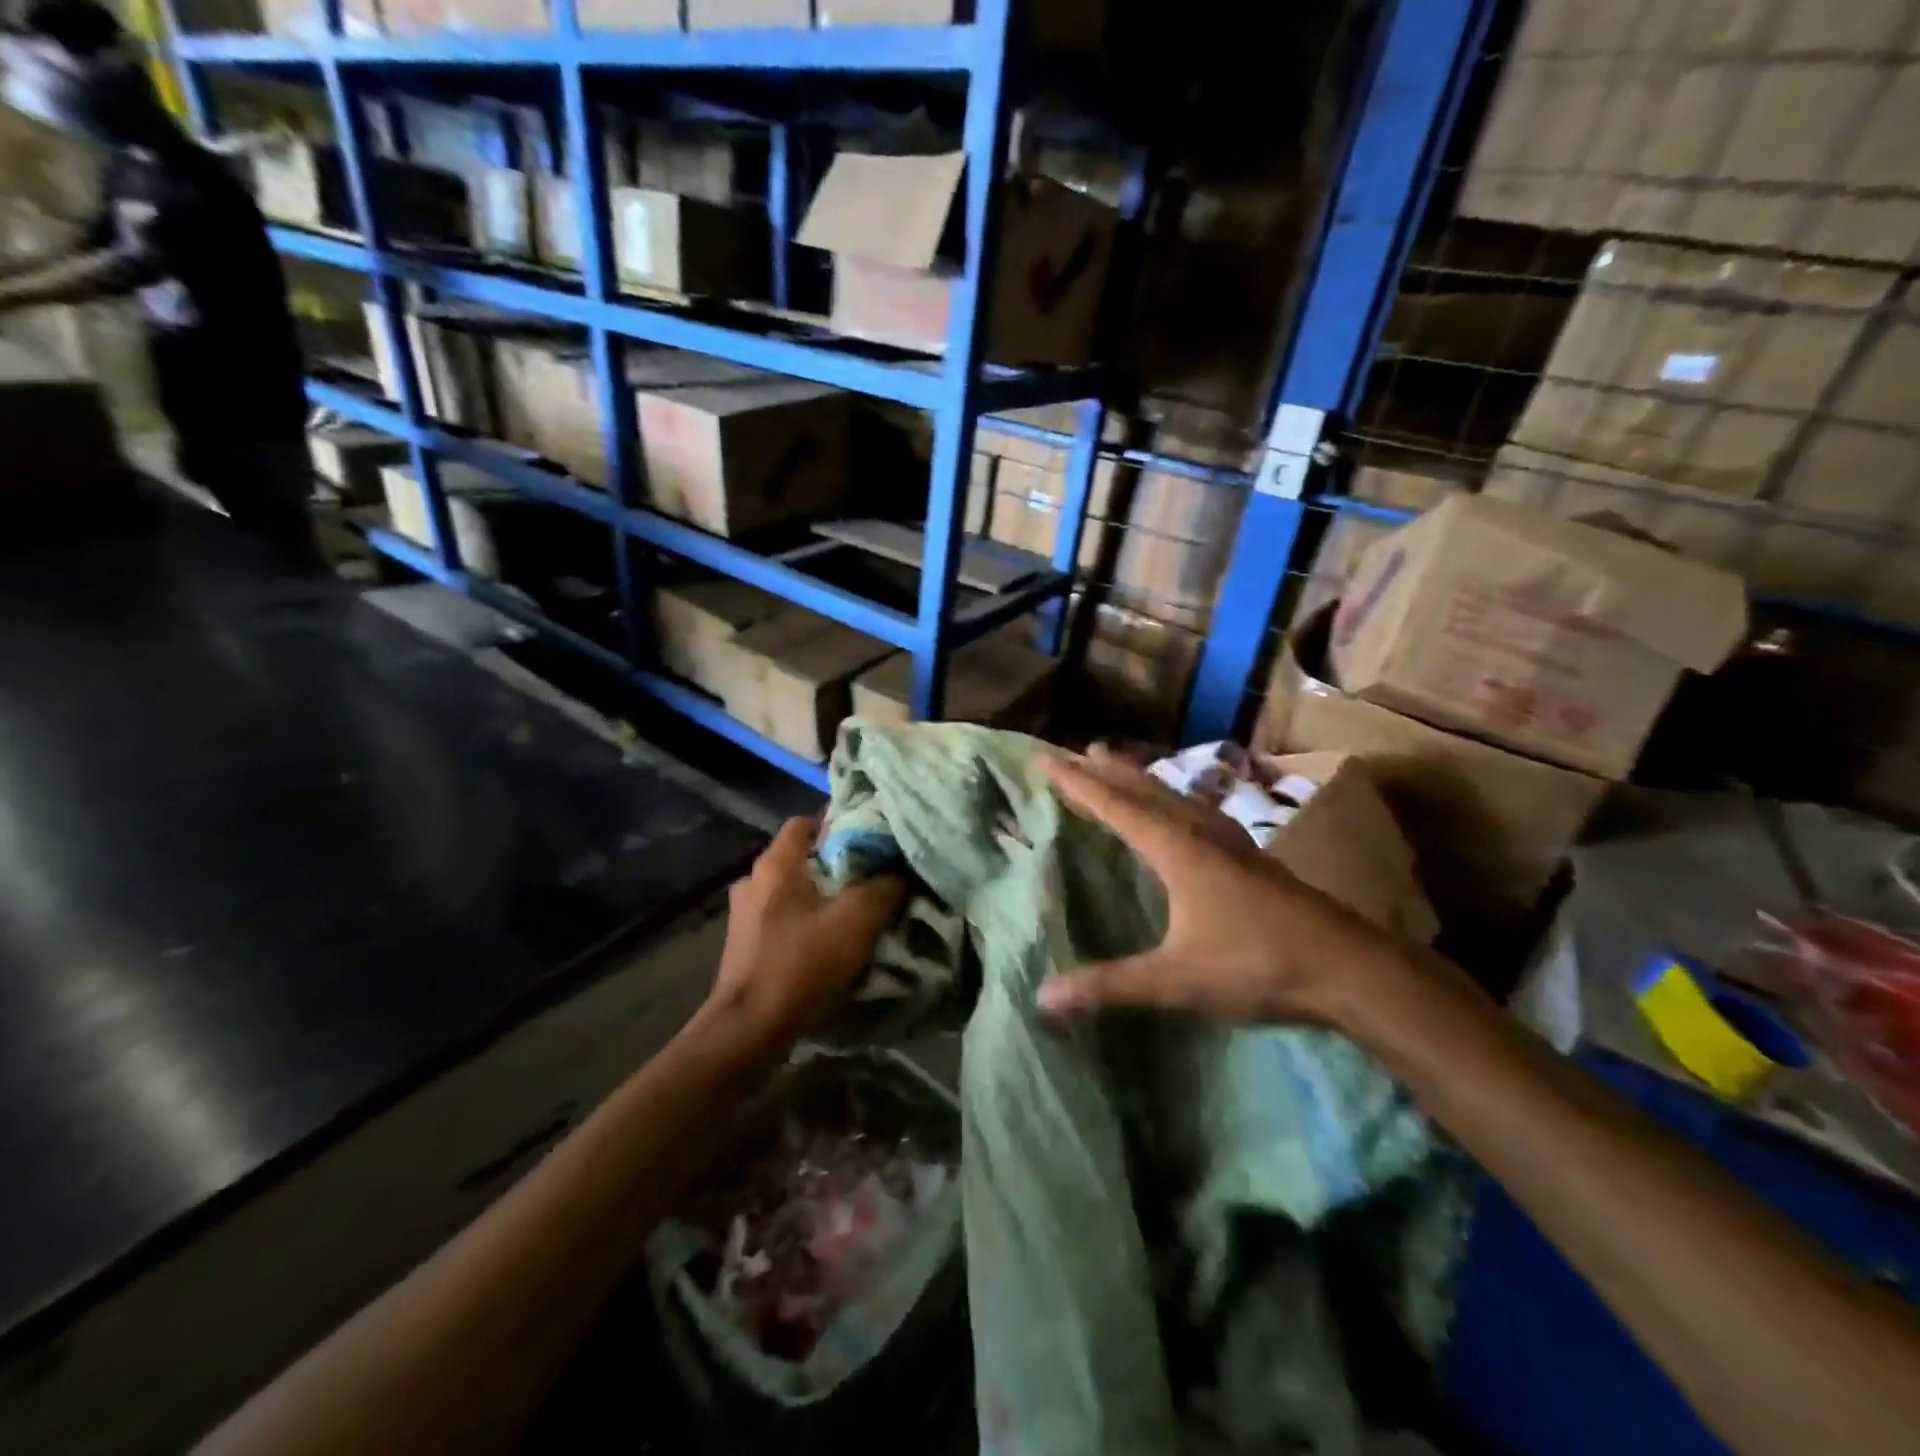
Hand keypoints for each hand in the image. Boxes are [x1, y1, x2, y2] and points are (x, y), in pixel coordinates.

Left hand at [703, 817, 909, 1048]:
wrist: (748, 1031)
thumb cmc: (801, 964)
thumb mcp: (857, 921)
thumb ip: (886, 887)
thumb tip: (906, 867)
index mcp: (775, 864)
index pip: (807, 821)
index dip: (841, 822)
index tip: (873, 836)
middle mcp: (753, 880)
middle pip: (802, 857)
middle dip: (838, 863)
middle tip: (875, 874)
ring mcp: (744, 915)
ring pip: (793, 889)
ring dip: (823, 895)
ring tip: (857, 909)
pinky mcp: (745, 945)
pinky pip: (784, 918)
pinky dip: (807, 921)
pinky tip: (830, 940)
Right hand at [1038, 748, 1410, 1028]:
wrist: (1349, 967)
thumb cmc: (1257, 964)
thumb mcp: (1176, 980)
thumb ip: (1110, 986)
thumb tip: (1042, 998)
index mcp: (1176, 850)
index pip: (1115, 807)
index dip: (1078, 784)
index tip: (1047, 760)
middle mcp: (1201, 834)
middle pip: (1146, 791)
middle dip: (1110, 771)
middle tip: (1080, 750)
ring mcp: (1232, 843)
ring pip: (1176, 798)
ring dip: (1144, 781)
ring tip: (1123, 767)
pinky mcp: (1252, 858)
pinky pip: (1198, 812)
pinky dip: (1174, 801)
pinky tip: (1185, 814)